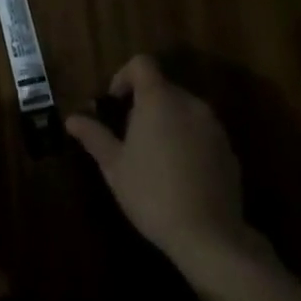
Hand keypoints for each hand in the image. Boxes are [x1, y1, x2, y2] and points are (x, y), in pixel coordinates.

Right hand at [67, 55, 251, 274]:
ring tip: (155, 156)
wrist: (209, 236)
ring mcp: (213, 126)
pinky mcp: (229, 149)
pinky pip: (202, 132)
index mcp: (159, 99)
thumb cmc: (152, 194)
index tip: (115, 103)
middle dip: (144, 103)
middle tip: (130, 135)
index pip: (142, 64)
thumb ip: (94, 136)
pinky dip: (188, 140)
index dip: (124, 75)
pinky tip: (180, 174)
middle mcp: (189, 102)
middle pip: (163, 87)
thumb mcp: (114, 166)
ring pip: (183, 109)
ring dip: (167, 121)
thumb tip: (71, 119)